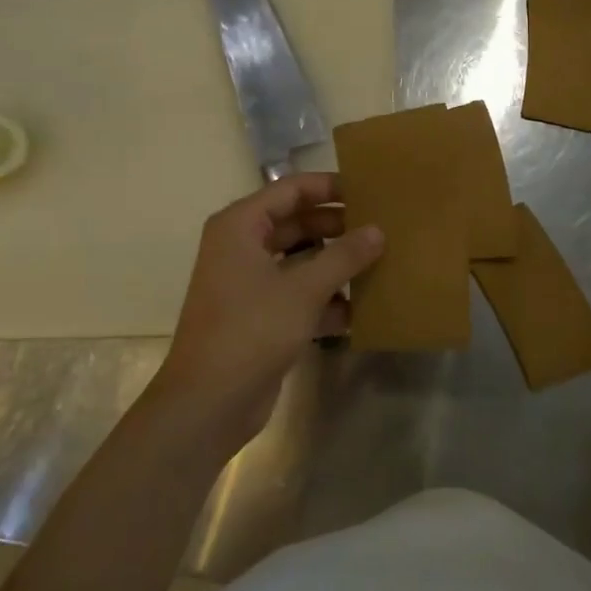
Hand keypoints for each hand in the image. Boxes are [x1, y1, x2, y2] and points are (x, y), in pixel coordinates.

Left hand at [150, 173, 383, 453]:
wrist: (208, 403)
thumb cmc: (251, 330)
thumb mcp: (304, 289)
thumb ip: (344, 256)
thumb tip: (377, 231)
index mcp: (241, 226)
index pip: (291, 190)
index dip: (329, 187)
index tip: (369, 190)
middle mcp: (242, 247)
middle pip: (297, 223)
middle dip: (338, 227)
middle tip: (382, 227)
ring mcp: (250, 283)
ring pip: (301, 260)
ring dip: (336, 264)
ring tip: (381, 262)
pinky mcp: (261, 316)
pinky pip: (299, 293)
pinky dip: (327, 298)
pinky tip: (363, 308)